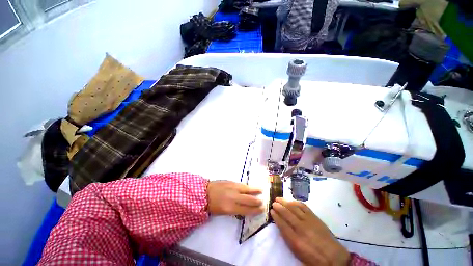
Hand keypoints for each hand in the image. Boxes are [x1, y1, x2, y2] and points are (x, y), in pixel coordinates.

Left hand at [207, 180, 264, 215]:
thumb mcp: (223, 212)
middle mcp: (234, 197)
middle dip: (257, 201)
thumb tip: (244, 209)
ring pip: (247, 189)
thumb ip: (235, 210)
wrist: (204, 192)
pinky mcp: (231, 182)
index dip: (256, 210)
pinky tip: (251, 186)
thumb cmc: (213, 205)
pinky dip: (248, 186)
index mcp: (230, 208)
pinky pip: (242, 185)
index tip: (262, 210)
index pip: (247, 210)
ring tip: (261, 190)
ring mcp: (233, 188)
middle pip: (249, 200)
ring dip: (255, 190)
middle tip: (263, 201)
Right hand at [271, 198, 349, 265]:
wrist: (334, 257)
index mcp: (295, 240)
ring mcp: (308, 221)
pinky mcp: (315, 217)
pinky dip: (296, 202)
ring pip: (294, 208)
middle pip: (286, 213)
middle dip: (278, 207)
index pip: (282, 224)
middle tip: (273, 203)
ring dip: (285, 202)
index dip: (275, 216)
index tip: (271, 211)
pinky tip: (292, 201)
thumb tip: (281, 226)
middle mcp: (301, 228)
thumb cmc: (313, 258)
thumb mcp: (298, 252)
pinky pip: (303, 206)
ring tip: (279, 199)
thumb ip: (288, 238)